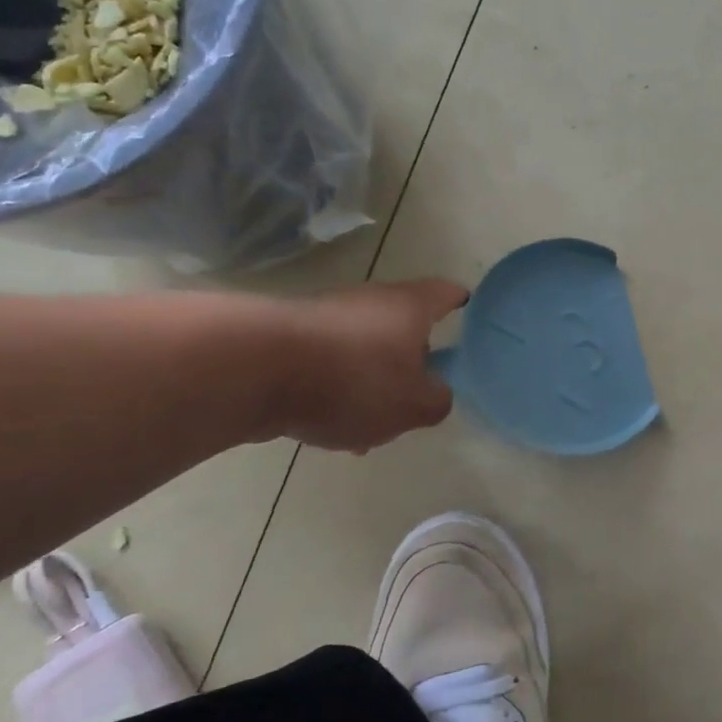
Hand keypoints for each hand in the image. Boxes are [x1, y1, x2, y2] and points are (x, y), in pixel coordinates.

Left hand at [266, 279, 469, 451]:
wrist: (252, 369)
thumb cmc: (353, 380)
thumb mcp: (414, 405)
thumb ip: (437, 401)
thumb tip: (436, 393)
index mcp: (409, 308)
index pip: (447, 293)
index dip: (461, 302)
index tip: (469, 313)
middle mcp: (369, 302)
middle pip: (402, 325)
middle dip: (412, 359)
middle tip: (419, 394)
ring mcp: (325, 317)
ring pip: (362, 350)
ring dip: (371, 382)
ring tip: (370, 428)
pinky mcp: (287, 339)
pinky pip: (326, 365)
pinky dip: (335, 390)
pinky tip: (329, 427)